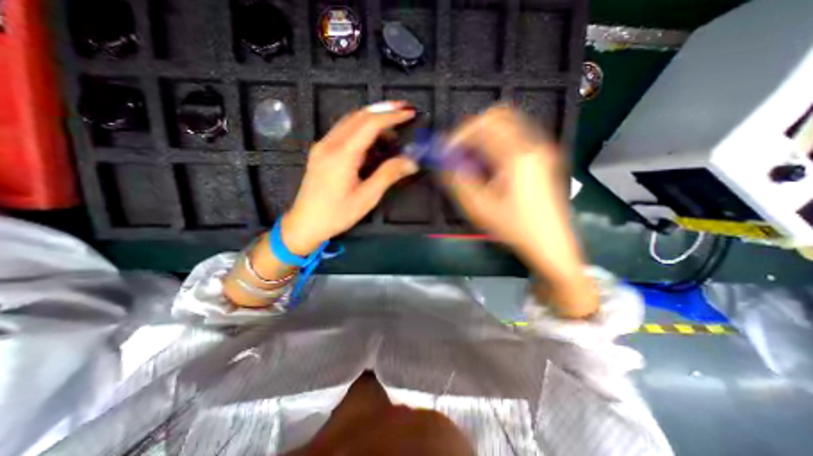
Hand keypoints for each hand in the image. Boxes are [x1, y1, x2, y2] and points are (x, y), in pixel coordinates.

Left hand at [281, 100, 418, 253]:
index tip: (409, 112)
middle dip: (383, 110)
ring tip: (392, 125)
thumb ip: (388, 175)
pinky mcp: (320, 151)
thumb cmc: (337, 214)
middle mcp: (330, 144)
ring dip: (372, 117)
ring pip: (349, 120)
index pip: (370, 124)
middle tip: (404, 110)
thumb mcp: (367, 197)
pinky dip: (360, 127)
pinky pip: (342, 130)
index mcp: (342, 155)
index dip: (392, 116)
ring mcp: (322, 146)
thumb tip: (411, 162)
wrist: (305, 224)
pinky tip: (371, 137)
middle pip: (359, 116)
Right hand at [443, 104, 595, 316]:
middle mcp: (533, 145)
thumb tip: (444, 160)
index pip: (483, 126)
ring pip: (509, 124)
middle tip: (459, 150)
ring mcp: (542, 150)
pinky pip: (516, 137)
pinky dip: (497, 143)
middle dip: (473, 129)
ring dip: (485, 136)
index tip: (446, 151)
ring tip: (472, 159)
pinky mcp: (543, 158)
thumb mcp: (480, 208)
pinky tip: (490, 165)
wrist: (550, 245)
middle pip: (499, 116)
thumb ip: (458, 180)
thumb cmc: (515, 228)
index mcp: (518, 156)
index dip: (459, 135)